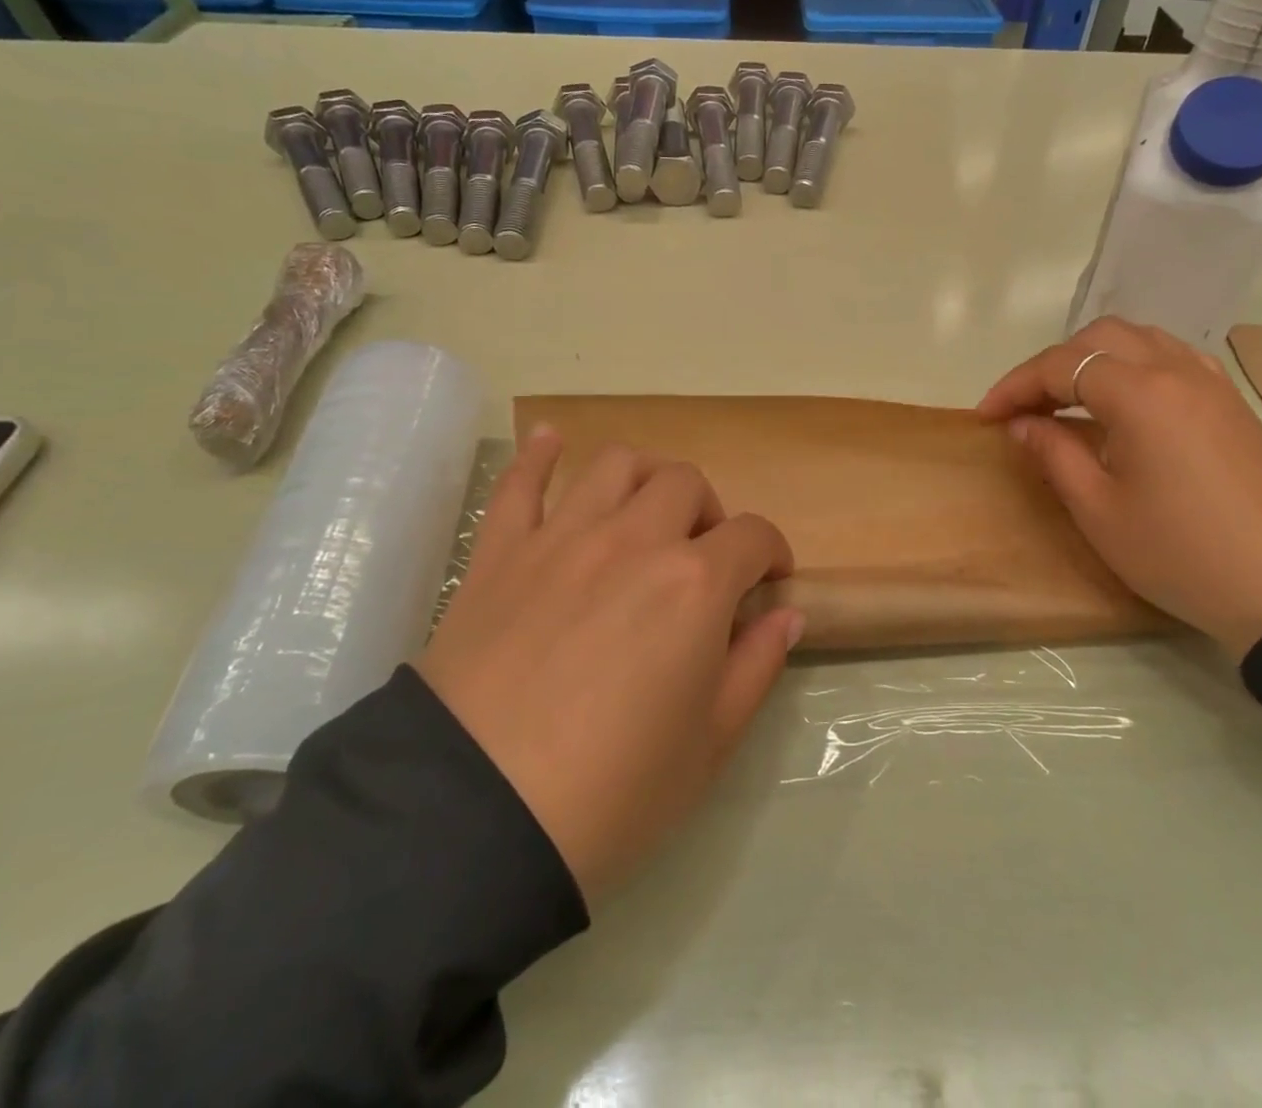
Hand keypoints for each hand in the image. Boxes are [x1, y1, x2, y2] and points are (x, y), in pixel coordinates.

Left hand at [414, 428, 802, 901]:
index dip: (773, 552)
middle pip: (686, 484)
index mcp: (694, 584)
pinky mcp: (500, 554)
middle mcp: (633, 541)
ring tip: (646, 509)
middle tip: (704, 556)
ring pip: (615, 465)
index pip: (753, 535)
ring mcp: (561, 538)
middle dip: (710, 512)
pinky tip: (551, 440)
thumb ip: (757, 666)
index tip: (770, 580)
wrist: (473, 821)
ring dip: (645, 476)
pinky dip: (539, 455)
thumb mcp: (710, 744)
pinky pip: (519, 484)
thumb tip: (788, 615)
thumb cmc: (611, 793)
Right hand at [978, 319, 1261, 657]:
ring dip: (1093, 359)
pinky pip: (1172, 357)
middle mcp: (1176, 371)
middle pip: (1099, 337)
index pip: (1061, 367)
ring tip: (1067, 400)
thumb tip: (1022, 424)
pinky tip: (1124, 402)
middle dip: (1052, 365)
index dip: (1015, 386)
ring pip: (1139, 339)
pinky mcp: (1231, 403)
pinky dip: (1133, 365)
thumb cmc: (1181, 552)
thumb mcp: (1098, 510)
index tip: (985, 416)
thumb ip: (1053, 454)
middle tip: (1025, 408)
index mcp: (1140, 394)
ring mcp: (1211, 383)